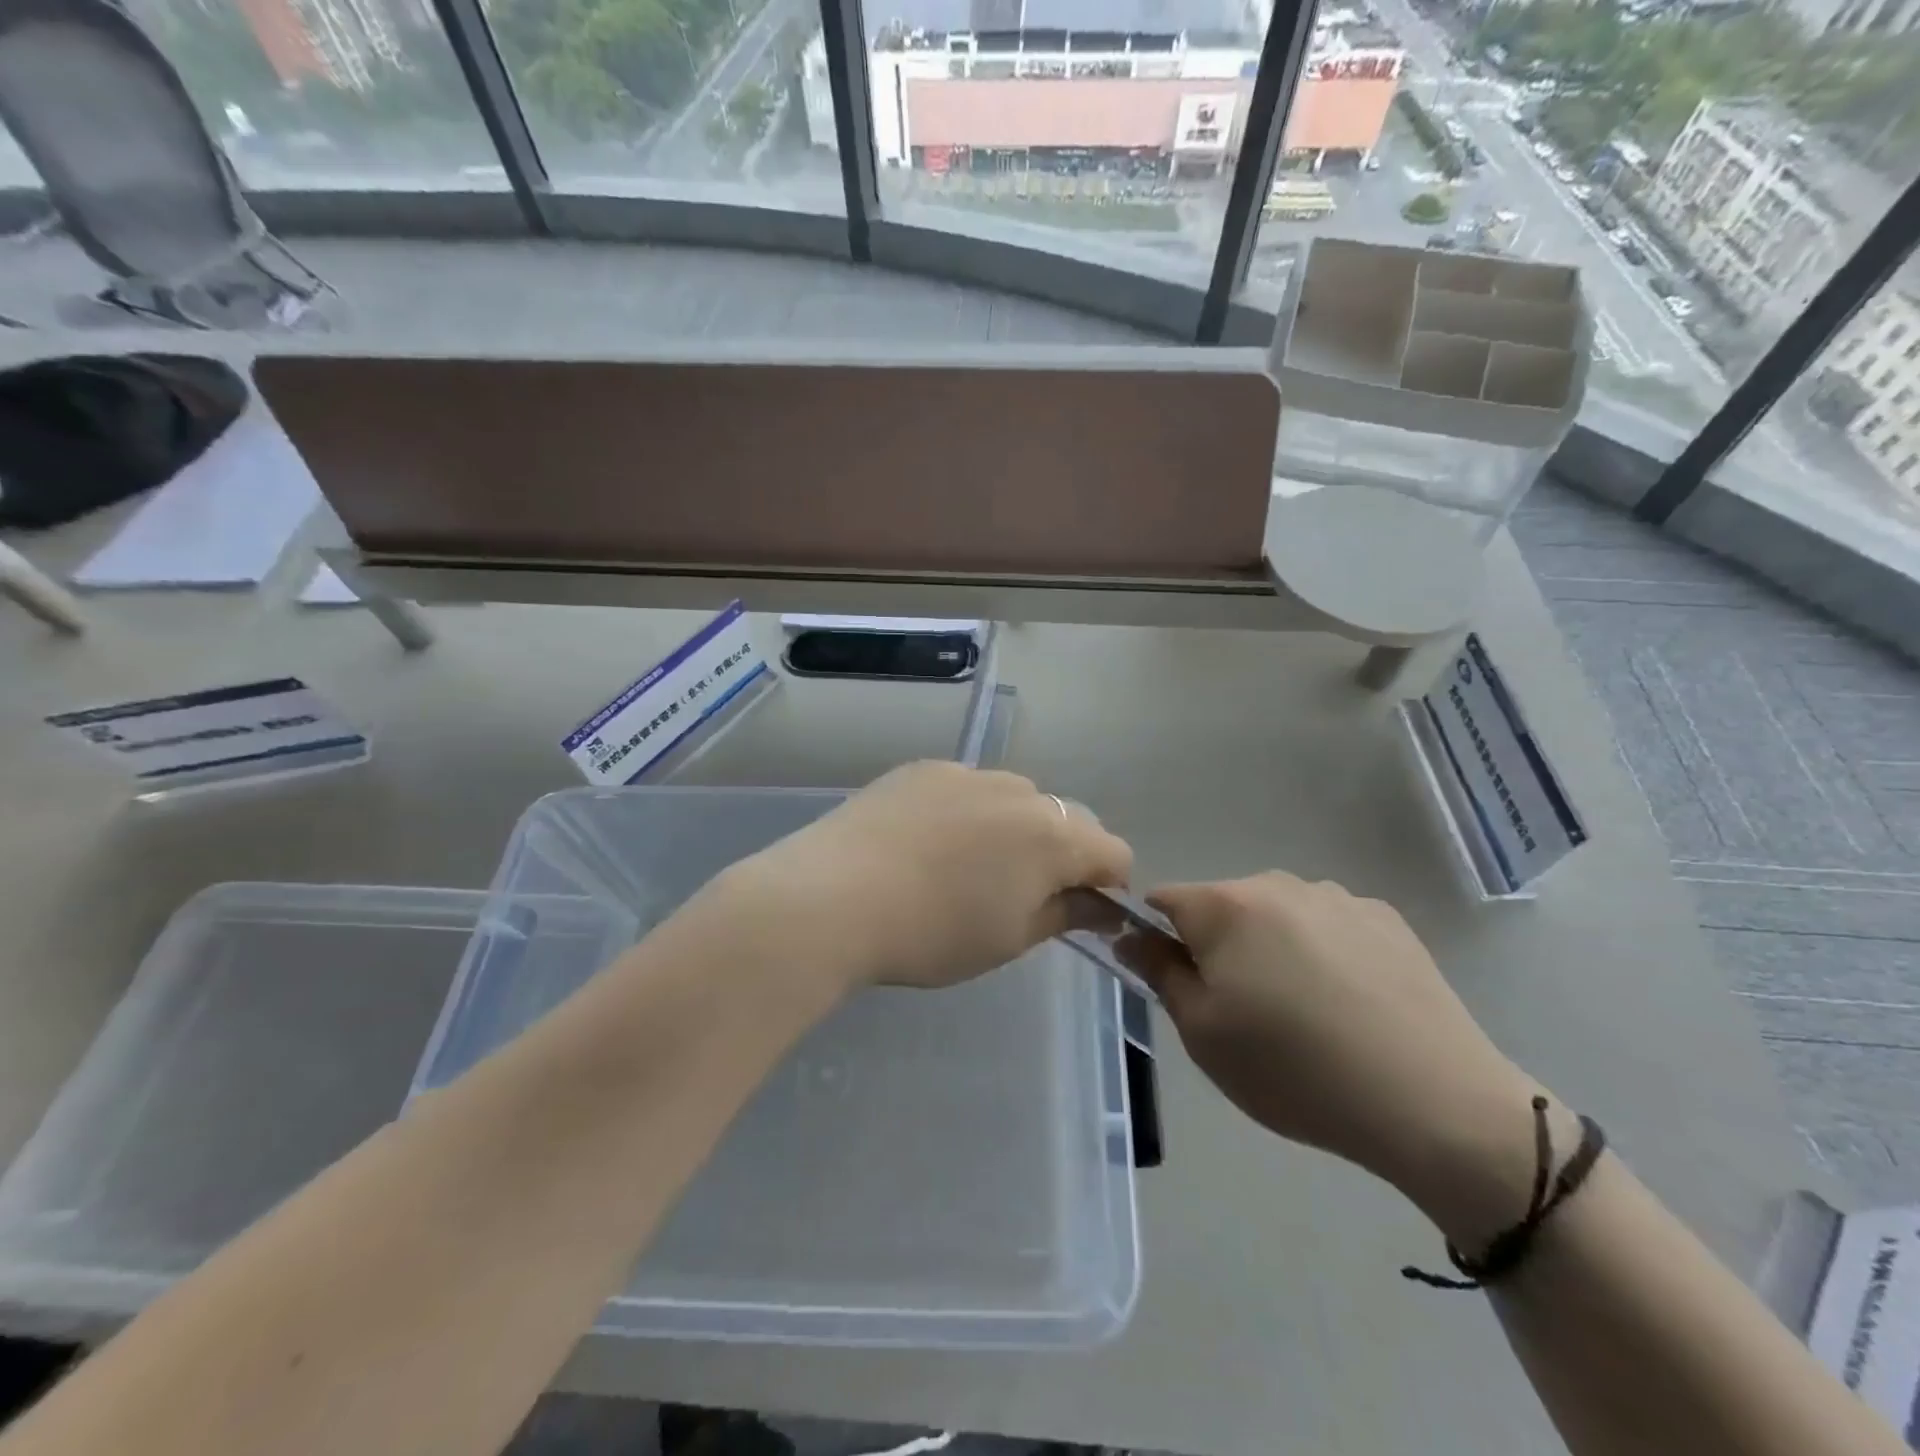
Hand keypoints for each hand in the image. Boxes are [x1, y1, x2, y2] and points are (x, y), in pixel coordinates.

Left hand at [713, 762, 1133, 990]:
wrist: (834, 897)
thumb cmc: (933, 933)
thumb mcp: (1009, 938)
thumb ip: (1066, 914)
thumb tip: (1102, 905)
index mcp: (1052, 836)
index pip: (1112, 851)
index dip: (1107, 884)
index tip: (1080, 912)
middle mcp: (1018, 791)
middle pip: (1066, 819)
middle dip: (1061, 854)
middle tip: (1020, 893)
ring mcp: (966, 772)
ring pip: (1014, 799)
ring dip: (1013, 828)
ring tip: (967, 866)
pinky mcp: (923, 768)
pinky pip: (966, 788)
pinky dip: (967, 812)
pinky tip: (927, 843)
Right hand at [1132, 873, 1569, 1245]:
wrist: (1434, 1104)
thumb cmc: (1295, 1070)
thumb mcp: (1203, 1033)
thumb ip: (1158, 973)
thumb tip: (1130, 935)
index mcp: (1227, 906)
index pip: (1164, 901)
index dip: (1157, 938)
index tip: (1176, 983)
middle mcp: (1279, 884)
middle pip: (1223, 907)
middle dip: (1218, 946)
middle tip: (1242, 1012)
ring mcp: (1338, 897)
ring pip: (1277, 915)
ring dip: (1271, 948)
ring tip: (1303, 1013)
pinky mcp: (1387, 919)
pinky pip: (1328, 926)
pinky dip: (1322, 953)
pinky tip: (1350, 1005)